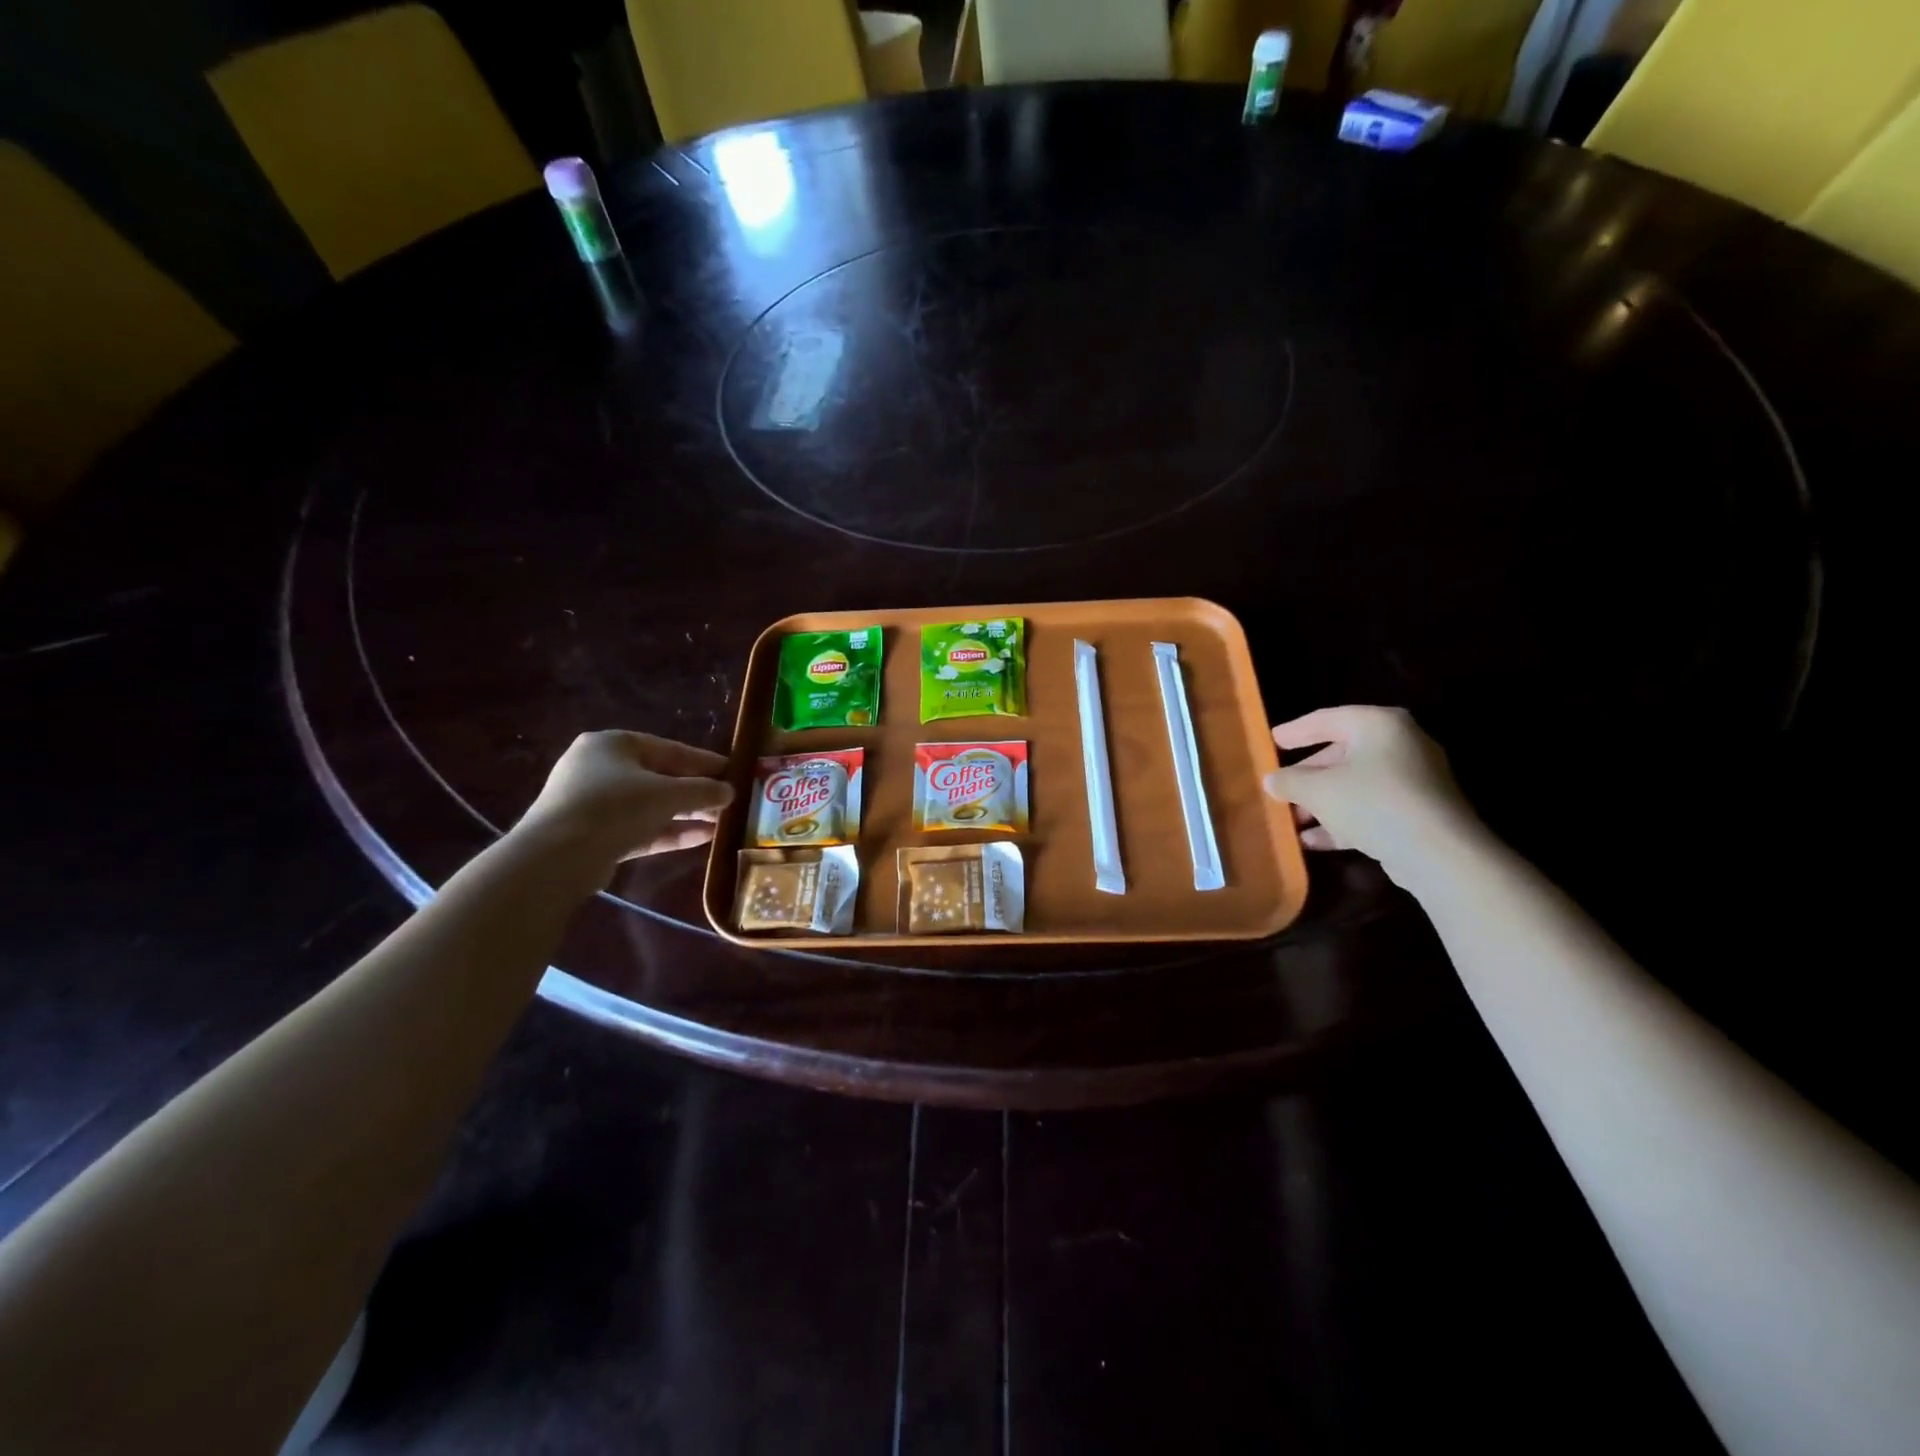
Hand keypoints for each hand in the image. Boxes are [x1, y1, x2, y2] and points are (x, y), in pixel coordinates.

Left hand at [516, 731, 732, 865]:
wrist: (557, 857)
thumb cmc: (615, 806)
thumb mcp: (668, 793)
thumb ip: (703, 790)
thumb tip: (730, 791)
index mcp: (613, 744)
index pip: (669, 749)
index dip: (705, 761)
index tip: (734, 771)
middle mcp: (600, 768)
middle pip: (660, 778)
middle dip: (696, 792)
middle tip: (729, 801)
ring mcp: (595, 803)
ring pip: (651, 805)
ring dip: (687, 814)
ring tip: (722, 823)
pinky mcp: (596, 835)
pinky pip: (640, 828)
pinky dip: (669, 832)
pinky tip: (703, 839)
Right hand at [1262, 706, 1477, 876]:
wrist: (1437, 853)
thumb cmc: (1370, 802)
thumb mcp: (1316, 789)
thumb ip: (1289, 781)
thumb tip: (1272, 780)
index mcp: (1378, 725)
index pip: (1327, 719)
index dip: (1296, 731)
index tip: (1272, 741)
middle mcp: (1400, 745)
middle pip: (1342, 755)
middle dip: (1307, 776)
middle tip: (1280, 787)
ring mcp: (1413, 781)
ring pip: (1355, 785)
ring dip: (1321, 803)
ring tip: (1292, 820)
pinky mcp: (1418, 813)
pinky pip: (1371, 809)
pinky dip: (1343, 821)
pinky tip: (1313, 841)